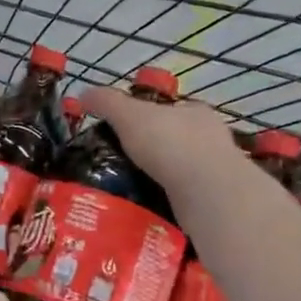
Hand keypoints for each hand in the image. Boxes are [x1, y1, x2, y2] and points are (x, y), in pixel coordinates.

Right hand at [83, 85, 245, 192]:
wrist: (208, 192)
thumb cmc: (170, 143)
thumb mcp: (128, 116)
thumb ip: (106, 102)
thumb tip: (83, 93)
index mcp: (195, 112)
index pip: (169, 110)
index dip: (146, 118)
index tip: (124, 133)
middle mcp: (211, 138)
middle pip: (176, 140)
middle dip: (153, 151)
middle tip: (122, 164)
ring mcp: (218, 171)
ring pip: (183, 170)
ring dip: (161, 178)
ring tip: (131, 188)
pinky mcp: (217, 200)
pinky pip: (186, 197)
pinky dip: (168, 200)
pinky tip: (149, 207)